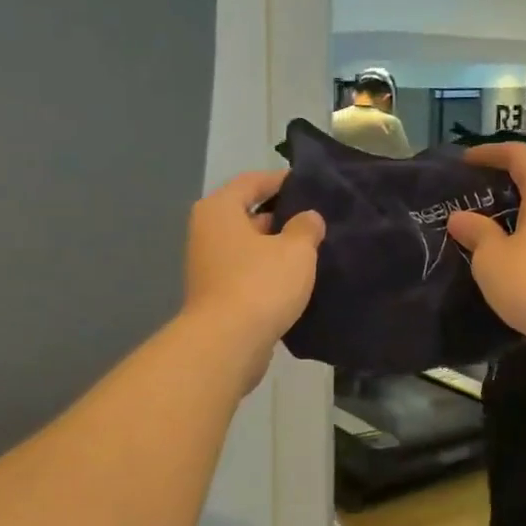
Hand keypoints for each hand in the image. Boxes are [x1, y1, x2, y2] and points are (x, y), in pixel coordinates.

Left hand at [183, 170, 325, 385]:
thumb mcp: (296, 250)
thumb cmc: (260, 284)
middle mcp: (208, 233)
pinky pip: (248, 274)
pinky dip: (268, 274)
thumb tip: (308, 218)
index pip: (252, 182)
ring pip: (249, 247)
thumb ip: (306, 228)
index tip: (309, 185)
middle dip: (282, 217)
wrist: (227, 344)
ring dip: (276, 249)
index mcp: (219, 210)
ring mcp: (209, 266)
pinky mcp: (217, 296)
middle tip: (317, 220)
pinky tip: (297, 281)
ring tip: (313, 250)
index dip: (281, 181)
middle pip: (248, 215)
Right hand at [447, 142, 525, 346]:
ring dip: (525, 200)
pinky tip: (520, 243)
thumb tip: (460, 217)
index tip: (464, 162)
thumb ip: (476, 232)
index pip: (517, 154)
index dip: (489, 153)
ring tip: (496, 215)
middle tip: (480, 188)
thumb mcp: (492, 259)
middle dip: (509, 174)